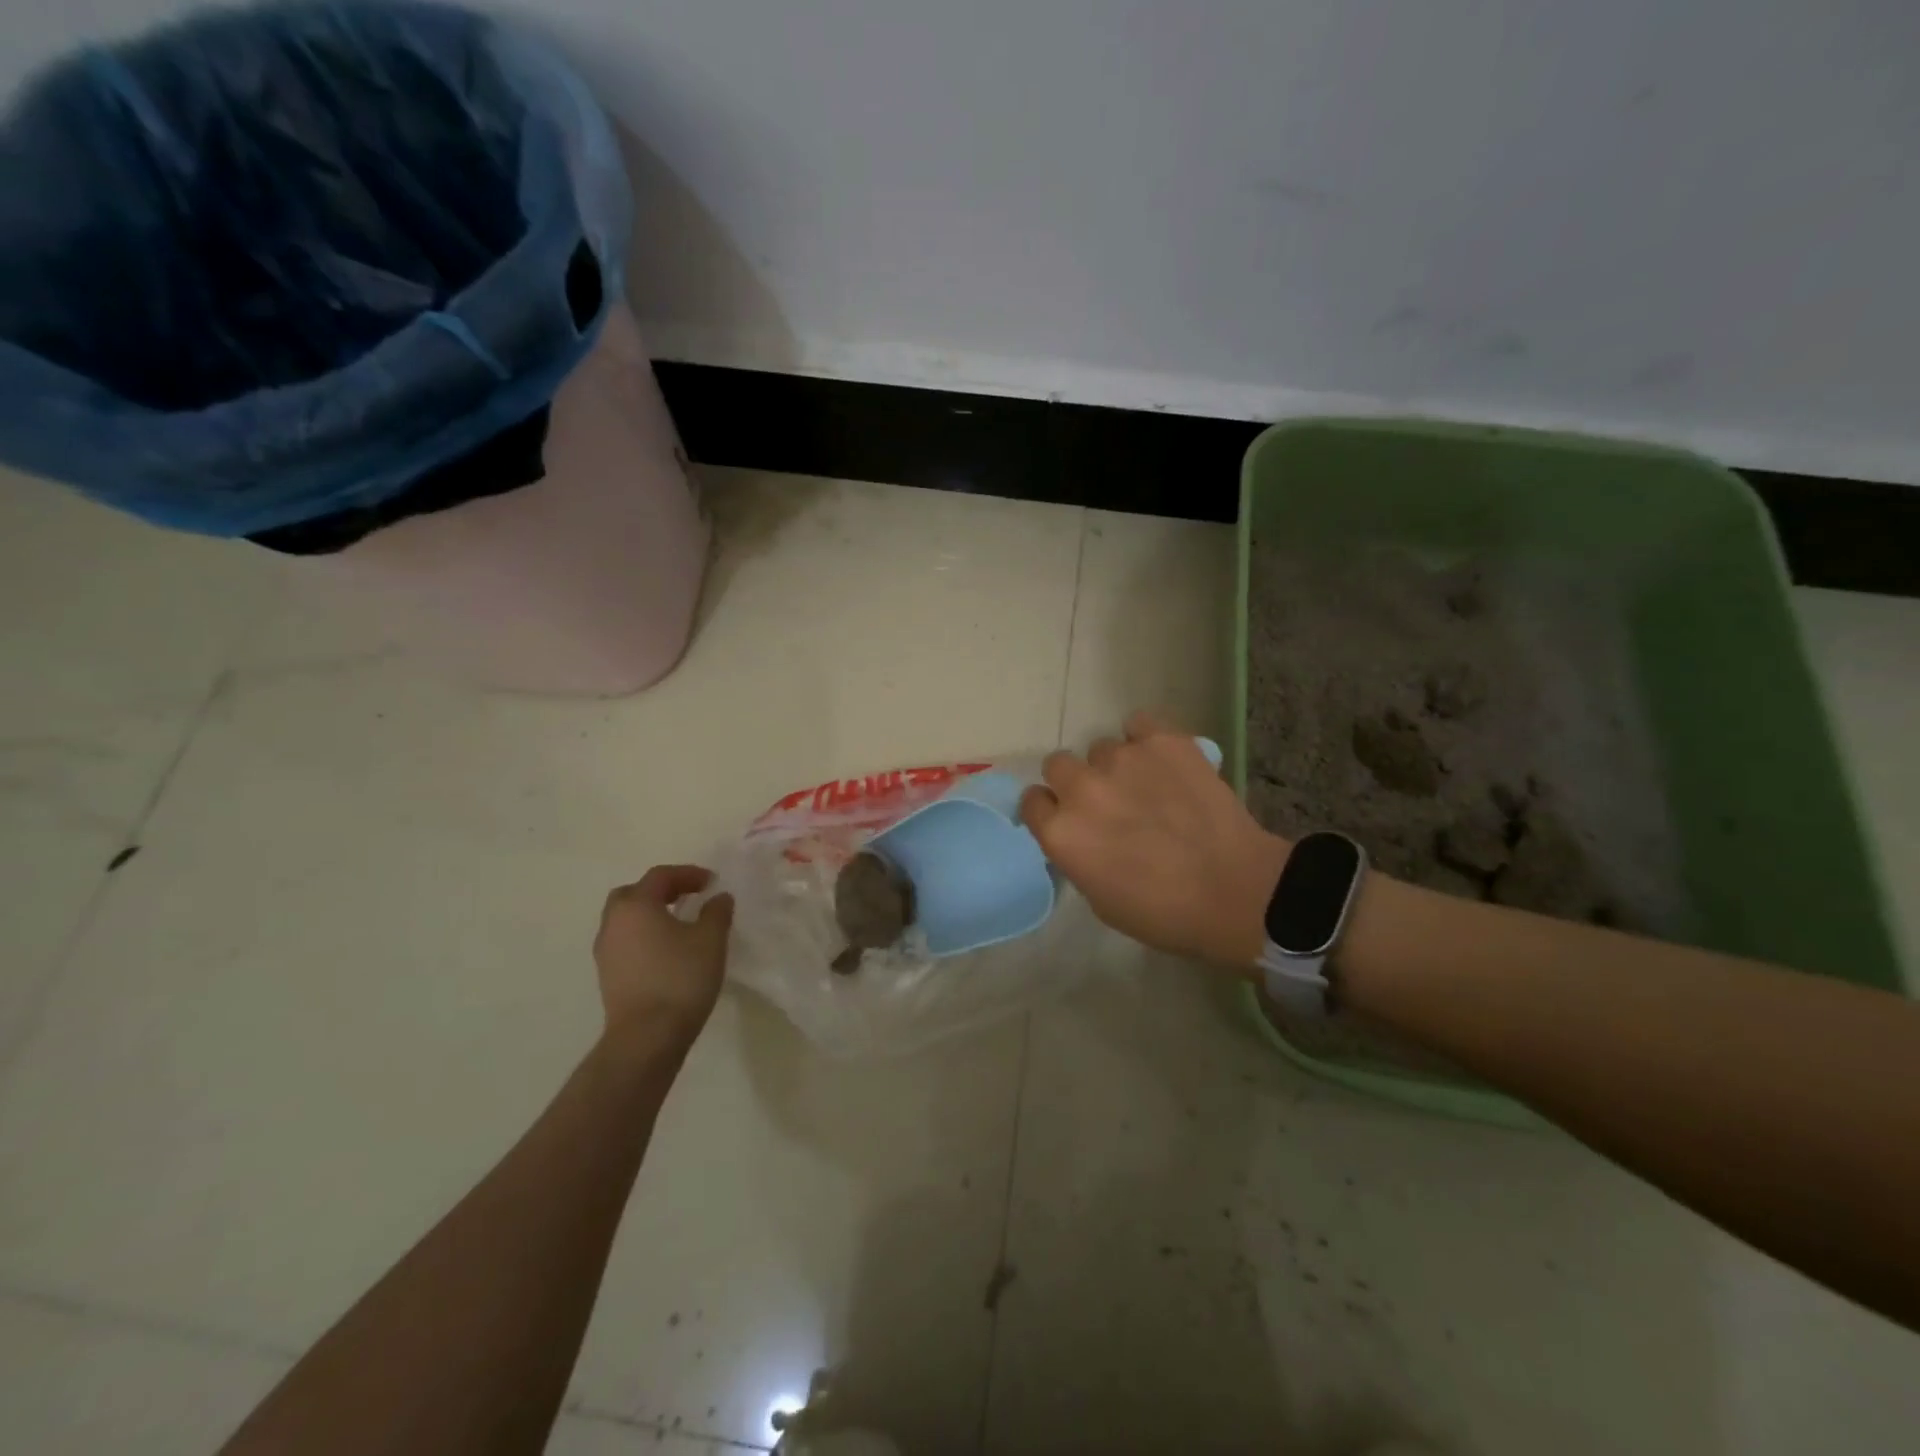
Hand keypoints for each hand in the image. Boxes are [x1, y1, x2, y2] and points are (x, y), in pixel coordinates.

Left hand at [593, 865, 733, 1050]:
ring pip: (626, 919)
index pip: (660, 876)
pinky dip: (644, 936)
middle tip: (688, 897)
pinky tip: (667, 951)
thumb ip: (716, 912)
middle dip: (661, 890)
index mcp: (636, 905)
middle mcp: (614, 923)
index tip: (711, 881)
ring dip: (650, 914)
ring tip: (679, 924)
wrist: (647, 1036)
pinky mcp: (608, 975)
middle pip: (634, 893)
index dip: (688, 873)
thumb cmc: (680, 978)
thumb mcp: (711, 940)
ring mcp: (606, 951)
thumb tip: (718, 897)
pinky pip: (625, 942)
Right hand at [1020, 711, 1289, 967]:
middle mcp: (1082, 788)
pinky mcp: (1163, 741)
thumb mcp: (1099, 899)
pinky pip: (1138, 723)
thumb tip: (1081, 835)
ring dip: (1116, 766)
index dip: (1050, 809)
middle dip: (1076, 781)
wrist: (1235, 891)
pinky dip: (1146, 738)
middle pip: (1058, 764)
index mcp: (1061, 833)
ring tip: (1150, 786)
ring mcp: (1123, 759)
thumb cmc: (1164, 913)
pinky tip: (1163, 760)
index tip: (1069, 819)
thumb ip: (1077, 856)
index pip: (1032, 801)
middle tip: (1107, 802)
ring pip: (1103, 748)